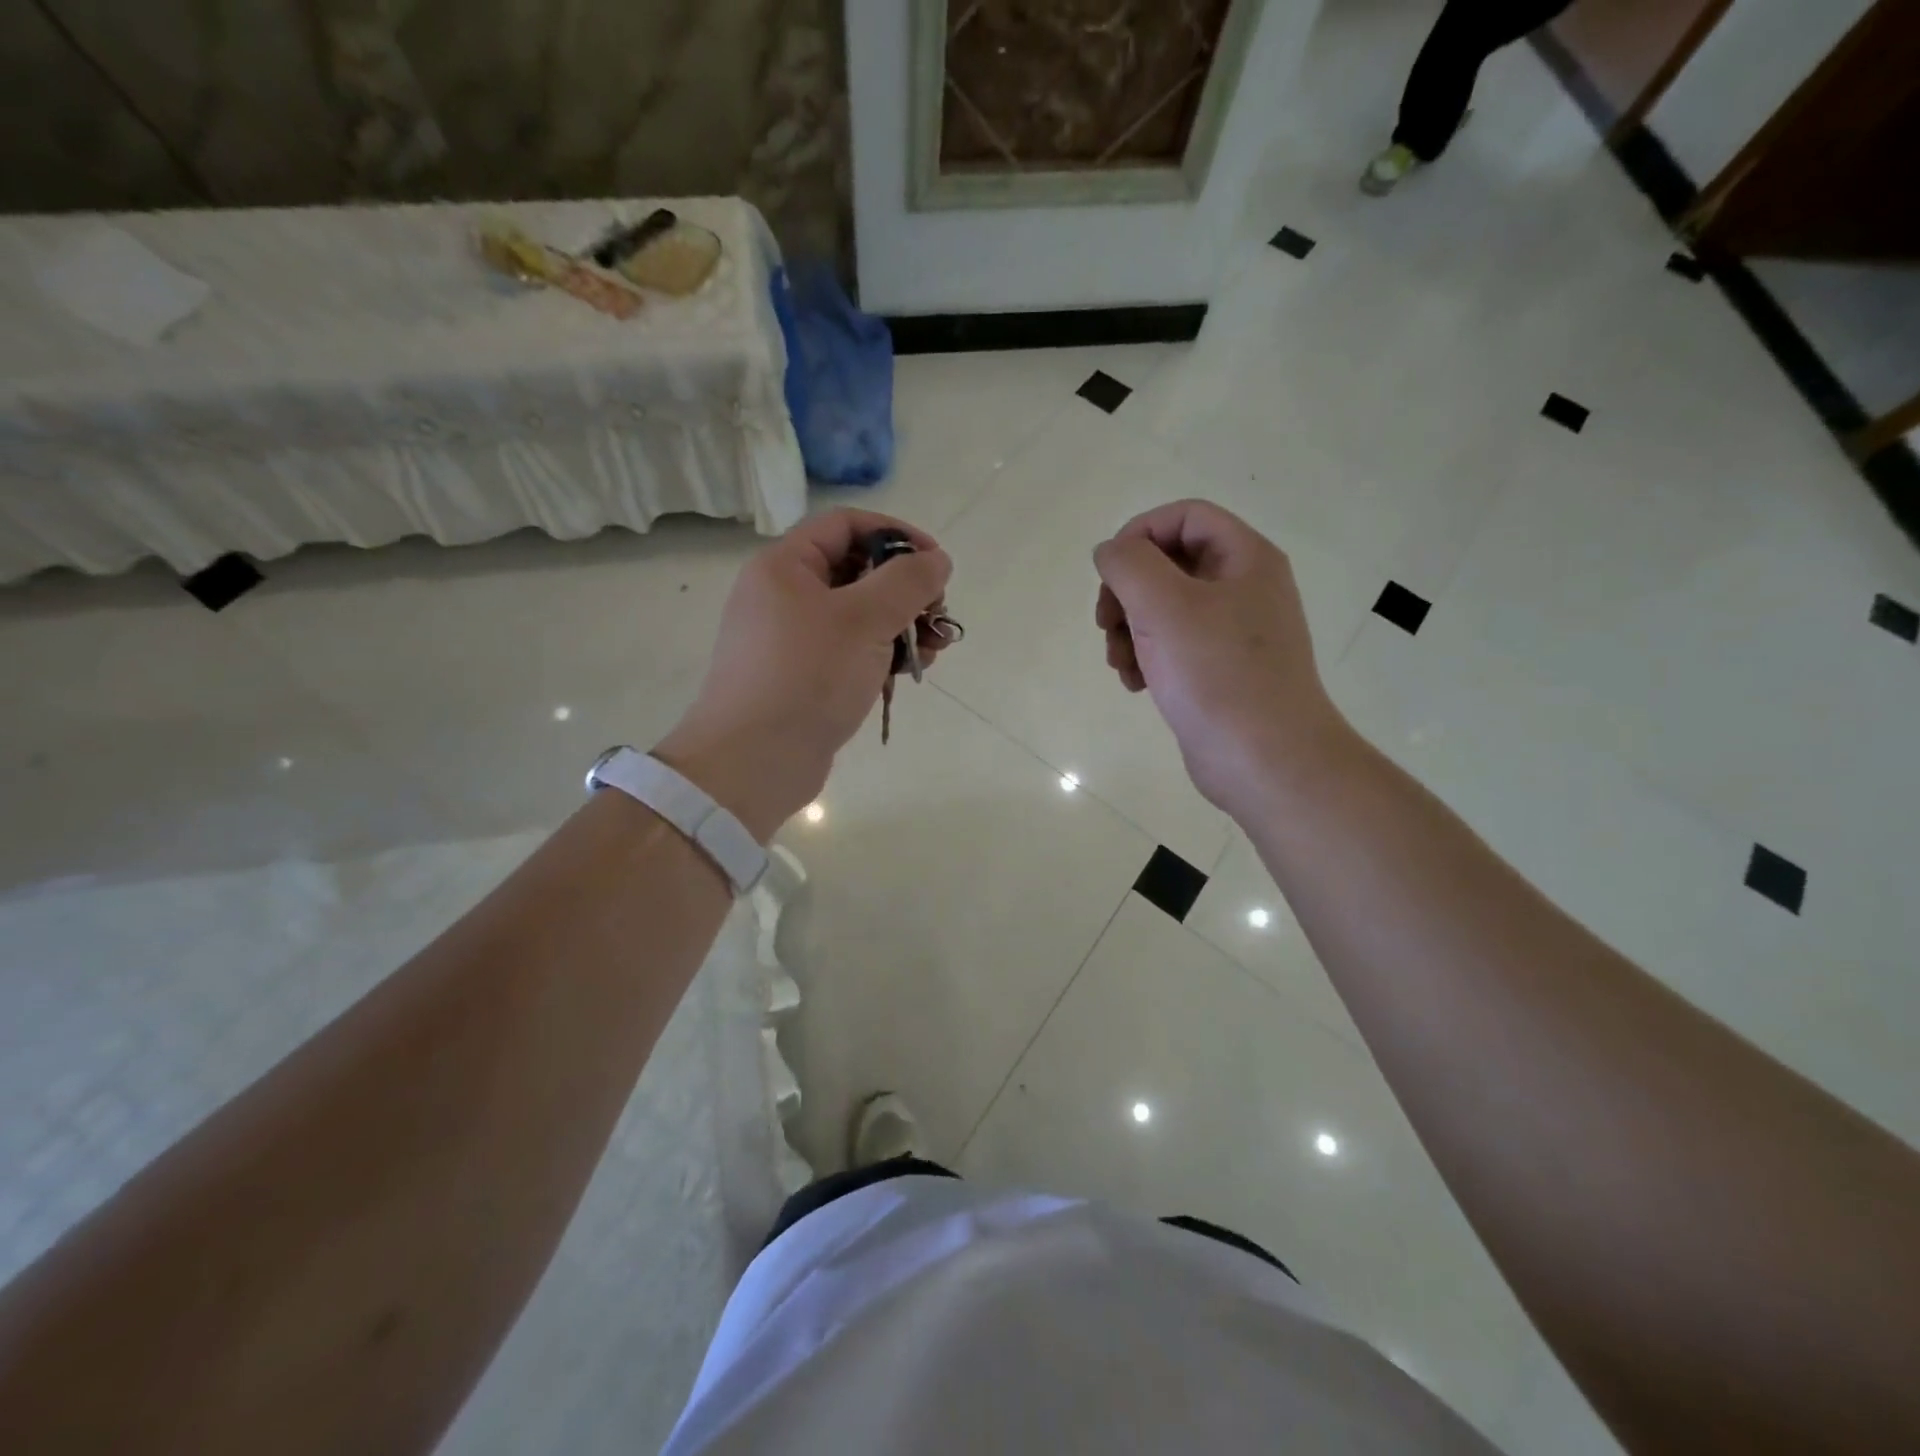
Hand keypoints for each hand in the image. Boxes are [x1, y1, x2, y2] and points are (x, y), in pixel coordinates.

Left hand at [656, 509, 952, 838]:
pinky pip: (850, 651)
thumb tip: (937, 560)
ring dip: (901, 626)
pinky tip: (910, 672)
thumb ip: (907, 582)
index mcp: (785, 566)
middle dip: (905, 590)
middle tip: (938, 614)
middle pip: (856, 571)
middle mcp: (784, 595)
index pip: (846, 525)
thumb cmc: (807, 677)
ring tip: (935, 650)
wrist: (754, 761)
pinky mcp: (803, 677)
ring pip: (858, 616)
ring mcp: (792, 639)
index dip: (896, 534)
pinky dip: (881, 655)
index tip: (935, 564)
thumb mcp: (864, 619)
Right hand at [1093, 500, 1351, 814]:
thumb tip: (1110, 553)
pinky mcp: (1219, 671)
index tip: (1109, 572)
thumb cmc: (1217, 675)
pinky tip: (1136, 684)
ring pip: (1164, 609)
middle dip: (1126, 592)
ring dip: (1129, 629)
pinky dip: (1146, 657)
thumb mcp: (1164, 606)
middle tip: (1106, 624)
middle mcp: (1243, 588)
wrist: (1264, 760)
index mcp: (1244, 558)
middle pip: (1169, 564)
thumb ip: (1128, 564)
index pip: (1185, 516)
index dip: (1140, 533)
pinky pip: (1172, 646)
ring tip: (1119, 663)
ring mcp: (1232, 633)